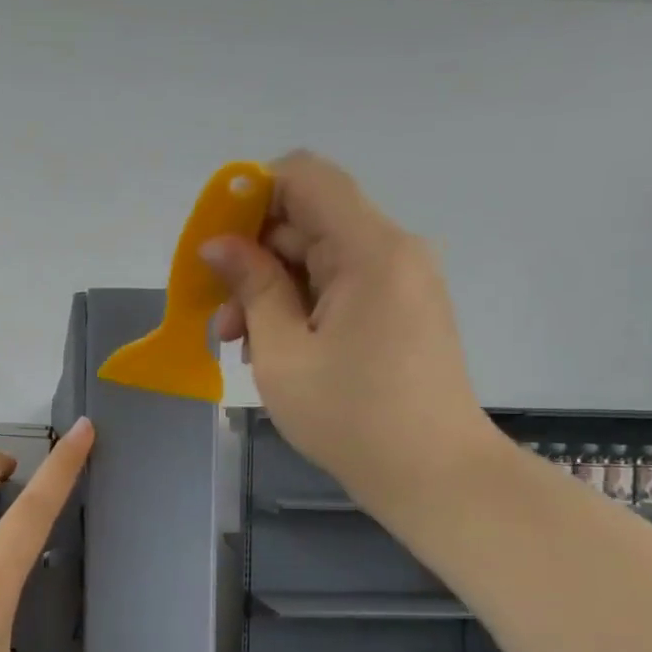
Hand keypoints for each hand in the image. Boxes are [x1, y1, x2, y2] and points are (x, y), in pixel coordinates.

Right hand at [206, 150, 498, 511]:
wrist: (435, 476)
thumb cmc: (351, 417)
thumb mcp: (283, 353)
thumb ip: (251, 287)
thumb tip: (217, 244)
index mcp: (369, 249)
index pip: (305, 176)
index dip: (251, 194)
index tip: (216, 243)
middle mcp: (392, 250)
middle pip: (308, 218)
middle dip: (253, 256)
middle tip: (219, 315)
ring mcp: (400, 279)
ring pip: (318, 256)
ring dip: (271, 288)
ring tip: (241, 344)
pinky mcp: (400, 308)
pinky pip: (339, 284)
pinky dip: (300, 305)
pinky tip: (276, 349)